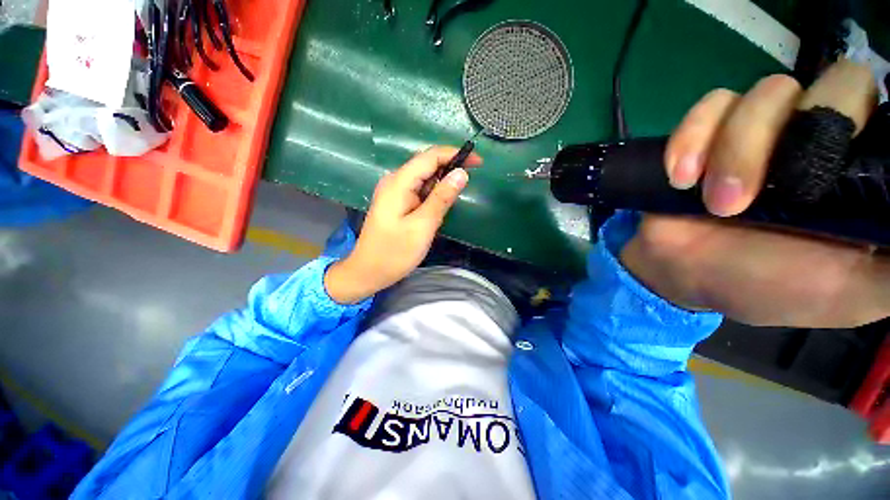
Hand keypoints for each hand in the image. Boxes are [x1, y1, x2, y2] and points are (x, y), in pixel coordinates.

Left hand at [325, 147, 480, 303]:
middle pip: (426, 164)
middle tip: (469, 184)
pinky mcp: (396, 203)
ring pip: (423, 179)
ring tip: (454, 199)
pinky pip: (418, 191)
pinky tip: (438, 207)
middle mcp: (394, 181)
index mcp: (399, 183)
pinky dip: (432, 195)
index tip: (478, 163)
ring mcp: (394, 192)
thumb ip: (442, 198)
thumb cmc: (395, 252)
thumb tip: (461, 173)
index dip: (455, 154)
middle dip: (450, 168)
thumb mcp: (423, 226)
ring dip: (441, 184)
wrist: (368, 272)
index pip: (430, 156)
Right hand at [621, 60, 889, 327]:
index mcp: (862, 169)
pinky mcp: (709, 133)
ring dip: (733, 149)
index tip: (838, 177)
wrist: (689, 275)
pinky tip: (681, 177)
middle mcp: (821, 136)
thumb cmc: (771, 287)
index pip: (885, 110)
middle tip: (748, 200)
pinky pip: (709, 106)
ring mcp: (763, 129)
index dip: (865, 123)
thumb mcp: (855, 293)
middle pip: (834, 83)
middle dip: (793, 140)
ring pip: (768, 92)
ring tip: (714, 202)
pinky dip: (691, 138)